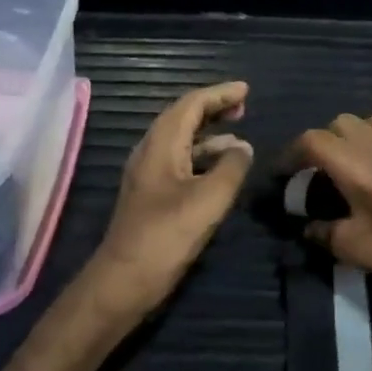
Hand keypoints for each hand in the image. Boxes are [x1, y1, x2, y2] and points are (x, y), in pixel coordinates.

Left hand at [90, 82, 252, 317]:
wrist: (124, 280)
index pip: (190, 104)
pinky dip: (204, 158)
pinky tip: (222, 171)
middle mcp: (150, 152)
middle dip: (213, 109)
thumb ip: (231, 168)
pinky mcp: (152, 197)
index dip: (219, 94)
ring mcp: (149, 175)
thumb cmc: (166, 236)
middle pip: (183, 118)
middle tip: (244, 108)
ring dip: (210, 136)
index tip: (246, 90)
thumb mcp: (209, 199)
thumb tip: (243, 148)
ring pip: (182, 142)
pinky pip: (181, 163)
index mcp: (160, 145)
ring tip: (241, 139)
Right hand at [292, 111, 371, 300]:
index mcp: (349, 159)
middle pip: (342, 122)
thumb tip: (308, 228)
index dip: (291, 153)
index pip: (310, 140)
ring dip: (367, 131)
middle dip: (327, 140)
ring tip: (365, 155)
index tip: (283, 173)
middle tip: (324, 169)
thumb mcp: (350, 247)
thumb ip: (322, 233)